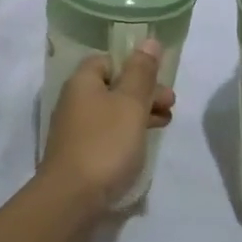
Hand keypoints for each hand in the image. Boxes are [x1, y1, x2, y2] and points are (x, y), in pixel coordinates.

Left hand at [40, 42, 175, 216]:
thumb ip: (141, 72)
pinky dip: (127, 134)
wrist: (71, 201)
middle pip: (113, 86)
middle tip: (170, 104)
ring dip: (139, 114)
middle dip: (143, 92)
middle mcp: (74, 101)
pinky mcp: (79, 155)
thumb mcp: (131, 103)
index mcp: (83, 82)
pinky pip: (107, 134)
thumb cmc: (105, 144)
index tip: (158, 78)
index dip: (134, 66)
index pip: (108, 60)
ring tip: (166, 123)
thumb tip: (148, 41)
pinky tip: (144, 145)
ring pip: (112, 112)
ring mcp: (75, 130)